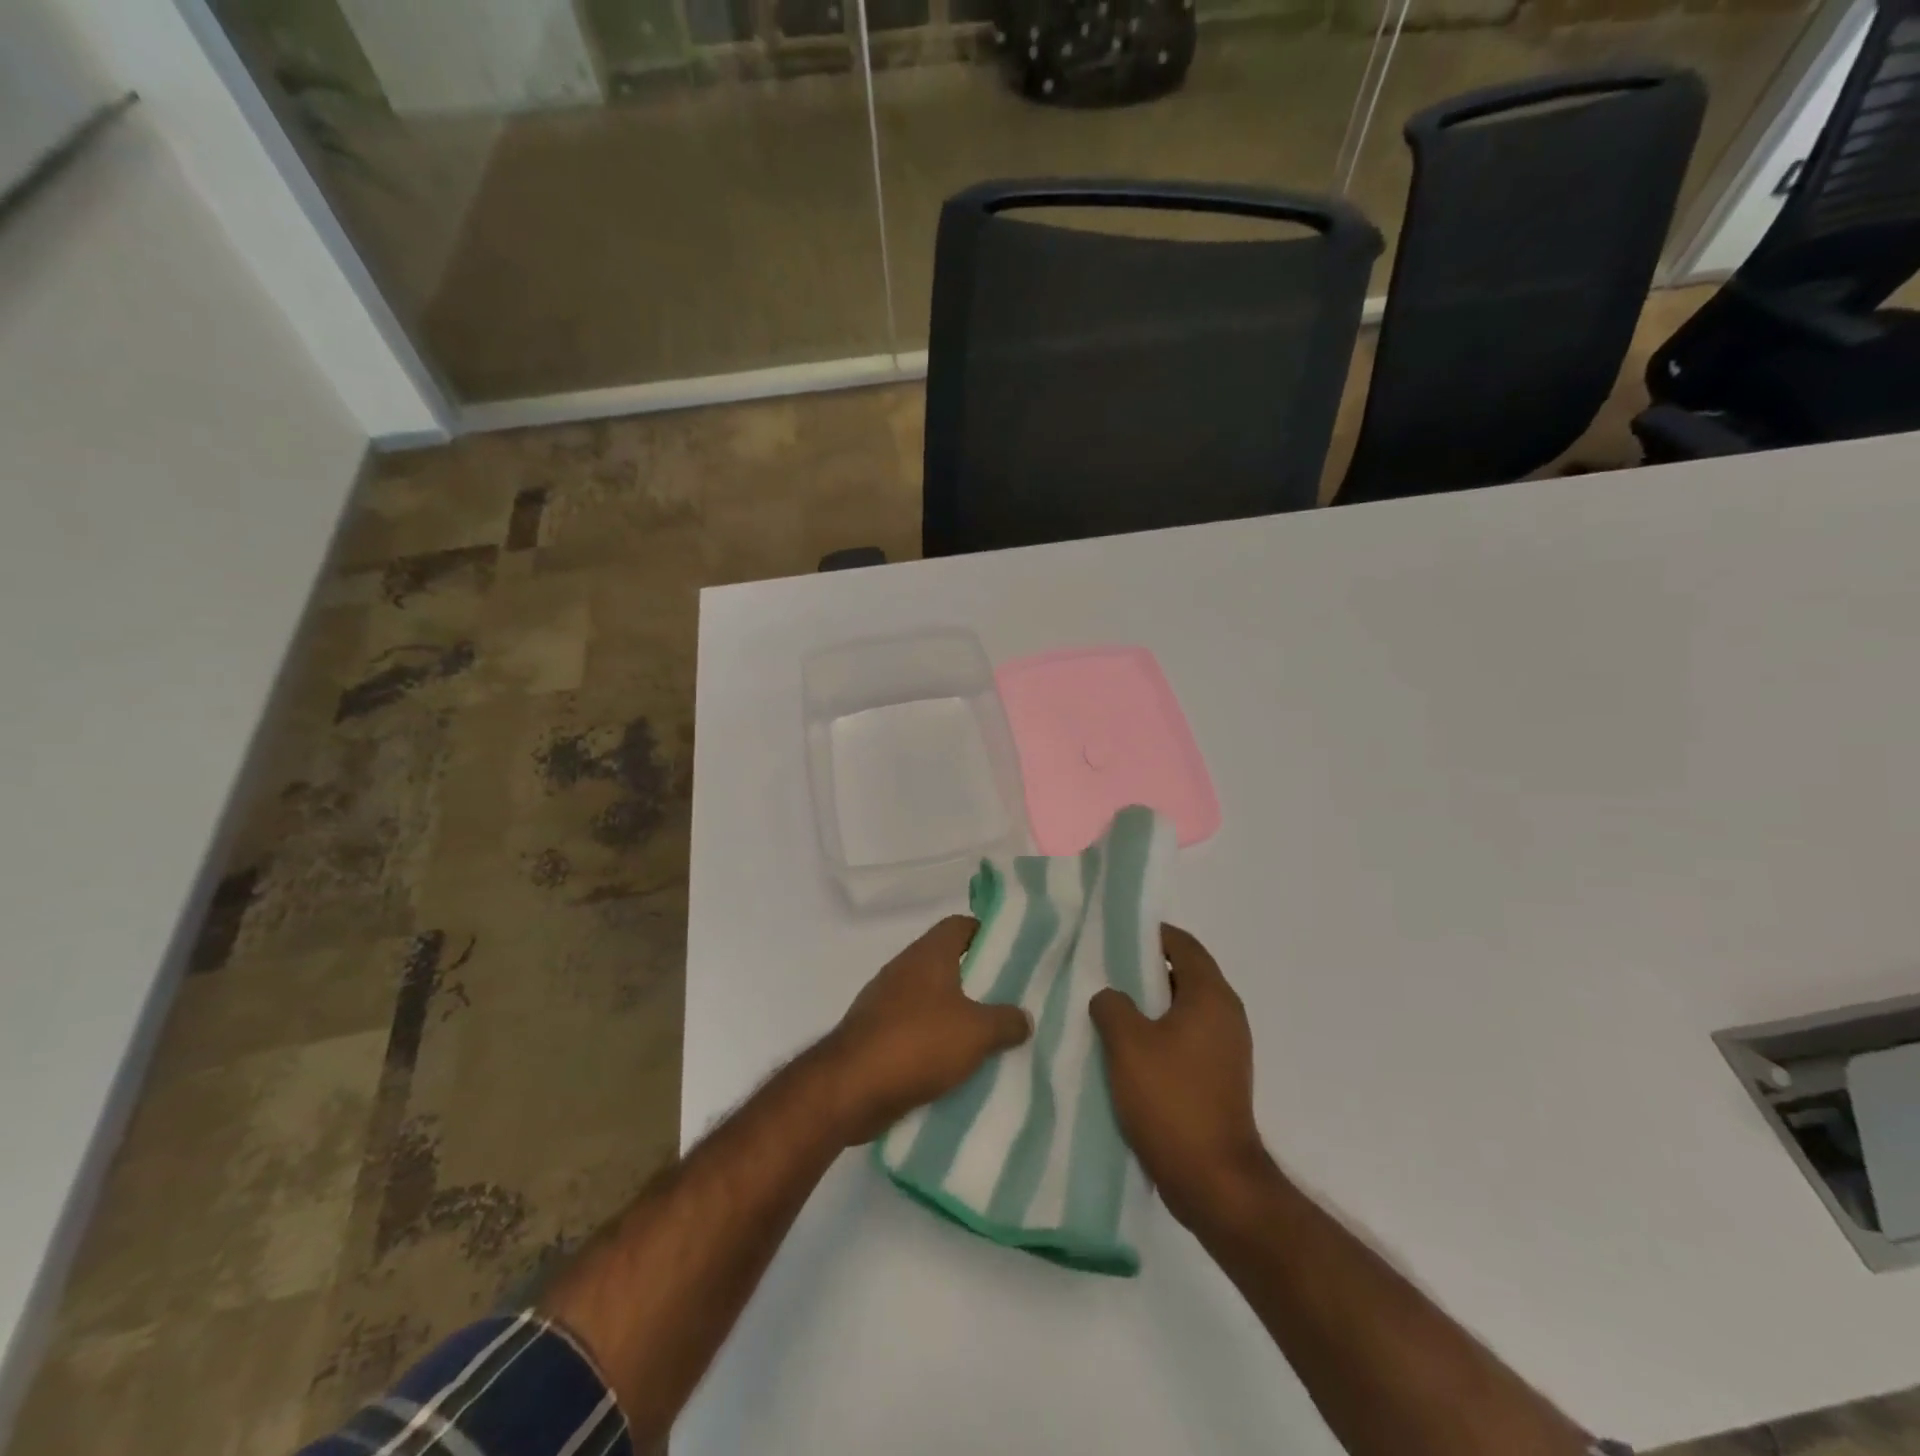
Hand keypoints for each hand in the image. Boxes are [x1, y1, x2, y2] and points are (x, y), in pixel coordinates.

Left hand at [819, 915, 1031, 1145]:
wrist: (850, 1087)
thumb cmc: (918, 1043)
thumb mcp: (977, 1033)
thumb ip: (1006, 1021)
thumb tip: (1023, 1018)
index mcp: (928, 954)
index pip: (960, 925)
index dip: (985, 933)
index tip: (1010, 953)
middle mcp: (904, 968)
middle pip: (946, 962)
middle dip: (976, 979)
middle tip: (1007, 998)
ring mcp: (884, 1000)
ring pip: (930, 997)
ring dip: (954, 1013)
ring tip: (986, 1034)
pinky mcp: (874, 1032)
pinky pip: (913, 1027)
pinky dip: (932, 1039)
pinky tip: (953, 1063)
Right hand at [1090, 925, 1269, 1227]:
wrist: (1213, 1181)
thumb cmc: (1171, 1099)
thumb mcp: (1127, 1043)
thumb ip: (1112, 1005)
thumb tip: (1111, 997)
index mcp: (1211, 996)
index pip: (1183, 945)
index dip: (1150, 934)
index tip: (1115, 934)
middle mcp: (1226, 1015)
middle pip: (1183, 974)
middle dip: (1144, 969)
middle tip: (1103, 969)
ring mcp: (1226, 1049)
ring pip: (1182, 1009)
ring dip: (1149, 1005)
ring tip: (1108, 1007)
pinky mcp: (1219, 1077)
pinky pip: (1185, 1038)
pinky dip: (1159, 1033)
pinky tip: (1125, 1048)